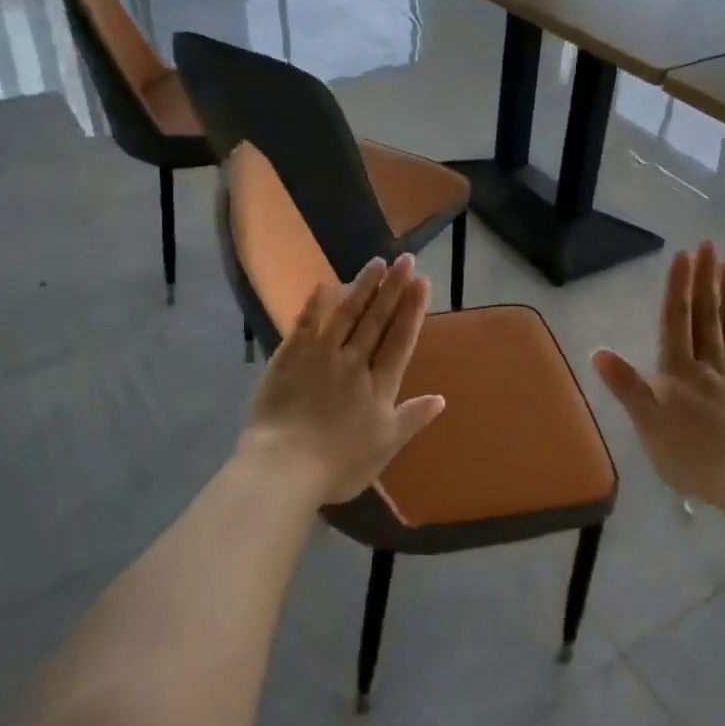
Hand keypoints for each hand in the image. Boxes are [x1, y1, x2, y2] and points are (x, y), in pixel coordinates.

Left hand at [235, 255, 445, 505]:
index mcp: (379, 384)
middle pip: (377, 319)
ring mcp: (319, 356)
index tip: (421, 280)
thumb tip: (441, 398)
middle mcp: (353, 362)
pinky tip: (324, 285)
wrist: (284, 467)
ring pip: (345, 314)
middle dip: (393, 287)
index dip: (412, 308)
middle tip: (405, 258)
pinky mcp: (288, 358)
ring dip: (362, 287)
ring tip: (376, 262)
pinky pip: (304, 325)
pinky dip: (315, 305)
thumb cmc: (339, 464)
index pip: (400, 338)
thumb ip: (412, 418)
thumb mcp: (385, 446)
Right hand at [592, 242, 724, 516]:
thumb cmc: (695, 458)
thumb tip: (598, 351)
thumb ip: (626, 387)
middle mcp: (712, 365)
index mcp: (680, 372)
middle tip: (709, 246)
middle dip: (706, 279)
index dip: (678, 287)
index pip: (677, 321)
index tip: (684, 255)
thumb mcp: (648, 427)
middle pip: (707, 315)